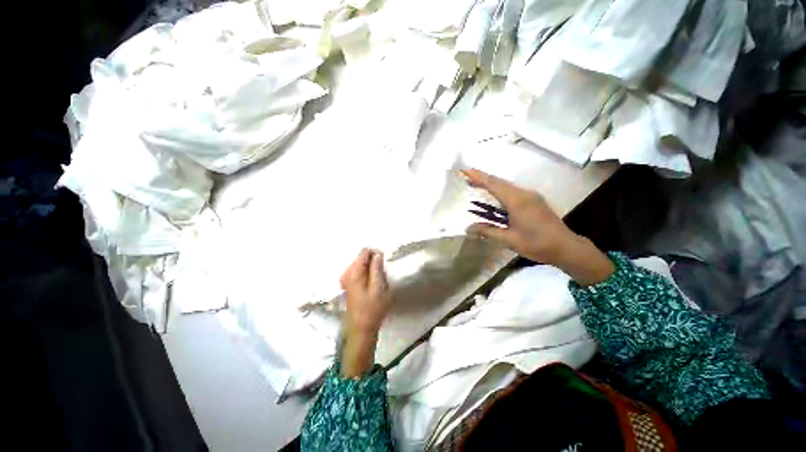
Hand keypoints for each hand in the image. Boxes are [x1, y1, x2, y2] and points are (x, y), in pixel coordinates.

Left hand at [339, 248, 392, 376]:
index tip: (383, 264)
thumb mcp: (379, 288)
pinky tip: (372, 284)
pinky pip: (358, 272)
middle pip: (361, 258)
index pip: (364, 252)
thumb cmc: (372, 309)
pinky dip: (367, 274)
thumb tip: (377, 253)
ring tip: (378, 281)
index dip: (376, 254)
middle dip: (373, 262)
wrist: (361, 329)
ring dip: (371, 269)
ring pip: (360, 265)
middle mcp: (346, 273)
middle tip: (382, 275)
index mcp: (353, 273)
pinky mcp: (347, 285)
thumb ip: (377, 268)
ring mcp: (345, 280)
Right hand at [462, 169, 614, 285]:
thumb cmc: (537, 244)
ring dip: (490, 183)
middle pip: (499, 182)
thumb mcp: (509, 240)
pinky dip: (499, 189)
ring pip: (506, 185)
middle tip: (466, 177)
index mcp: (517, 201)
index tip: (464, 170)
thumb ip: (488, 231)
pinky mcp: (534, 200)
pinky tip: (494, 195)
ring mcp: (531, 196)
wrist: (566, 247)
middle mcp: (524, 194)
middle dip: (482, 178)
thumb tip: (468, 228)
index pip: (493, 184)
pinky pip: (513, 190)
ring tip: (476, 185)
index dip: (478, 176)